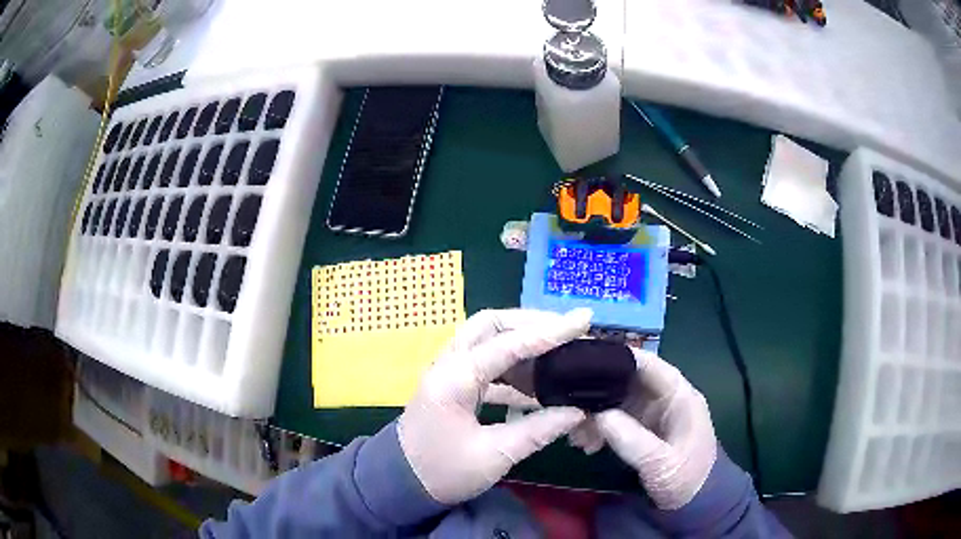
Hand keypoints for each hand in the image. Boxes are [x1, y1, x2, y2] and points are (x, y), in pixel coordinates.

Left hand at [398, 308, 591, 504]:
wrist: (400, 483)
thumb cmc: (442, 473)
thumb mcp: (494, 456)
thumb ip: (537, 430)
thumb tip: (577, 412)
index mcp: (455, 379)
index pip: (509, 344)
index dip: (551, 331)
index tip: (584, 318)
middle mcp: (449, 364)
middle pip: (491, 325)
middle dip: (532, 323)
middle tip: (568, 331)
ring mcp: (449, 372)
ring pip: (487, 340)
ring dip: (523, 342)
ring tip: (559, 354)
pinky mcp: (453, 385)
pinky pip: (486, 364)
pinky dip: (513, 367)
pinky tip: (537, 386)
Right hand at [593, 349, 717, 509]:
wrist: (694, 504)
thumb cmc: (686, 478)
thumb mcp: (662, 463)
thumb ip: (633, 440)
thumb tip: (600, 415)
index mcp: (679, 397)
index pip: (650, 365)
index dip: (620, 358)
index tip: (586, 361)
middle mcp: (664, 399)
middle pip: (628, 381)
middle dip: (598, 392)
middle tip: (571, 406)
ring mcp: (651, 415)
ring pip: (616, 401)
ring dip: (594, 414)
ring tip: (577, 437)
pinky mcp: (640, 430)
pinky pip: (613, 420)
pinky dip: (597, 428)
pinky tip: (585, 444)